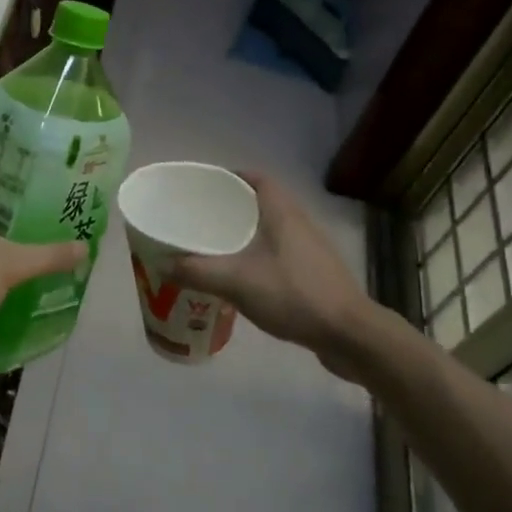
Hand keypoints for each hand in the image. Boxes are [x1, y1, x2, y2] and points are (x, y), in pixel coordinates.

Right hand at [170, 171, 373, 367]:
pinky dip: (259, 257)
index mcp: (282, 213)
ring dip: (246, 234)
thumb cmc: (294, 295)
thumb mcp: (236, 282)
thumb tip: (162, 264)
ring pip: (272, 230)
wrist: (349, 334)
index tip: (205, 187)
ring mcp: (312, 250)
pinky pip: (280, 254)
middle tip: (201, 219)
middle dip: (232, 207)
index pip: (257, 179)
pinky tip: (243, 278)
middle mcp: (300, 223)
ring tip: (216, 248)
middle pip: (263, 203)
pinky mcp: (316, 274)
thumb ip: (197, 271)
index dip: (232, 177)